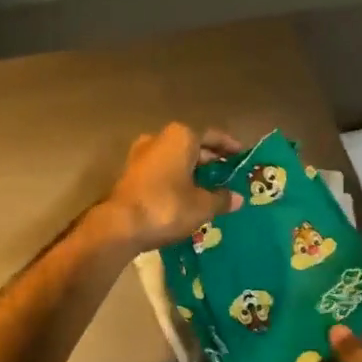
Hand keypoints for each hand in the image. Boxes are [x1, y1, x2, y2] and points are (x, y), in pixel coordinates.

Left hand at [97, 124, 244, 253]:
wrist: (120, 225)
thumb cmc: (167, 206)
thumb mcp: (202, 206)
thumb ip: (222, 199)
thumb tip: (238, 198)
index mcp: (181, 137)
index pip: (212, 135)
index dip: (229, 146)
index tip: (242, 155)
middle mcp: (160, 138)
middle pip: (192, 145)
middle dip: (210, 159)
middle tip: (228, 174)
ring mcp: (141, 154)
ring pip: (175, 158)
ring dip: (192, 170)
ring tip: (210, 186)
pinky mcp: (131, 173)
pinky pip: (162, 170)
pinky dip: (176, 178)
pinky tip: (186, 195)